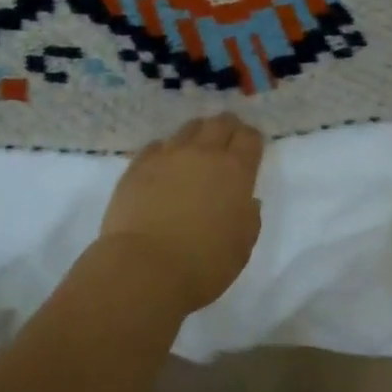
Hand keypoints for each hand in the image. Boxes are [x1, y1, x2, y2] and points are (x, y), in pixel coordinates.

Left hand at [99, 113, 264, 314]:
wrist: (144, 268)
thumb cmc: (202, 264)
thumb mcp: (241, 247)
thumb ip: (249, 218)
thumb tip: (246, 201)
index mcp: (235, 171)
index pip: (249, 138)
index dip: (252, 139)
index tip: (251, 147)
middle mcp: (203, 153)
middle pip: (220, 123)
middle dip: (228, 126)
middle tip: (227, 138)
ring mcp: (169, 155)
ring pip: (188, 128)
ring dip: (198, 134)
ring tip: (196, 147)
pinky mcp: (139, 164)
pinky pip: (157, 146)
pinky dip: (166, 150)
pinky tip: (164, 164)